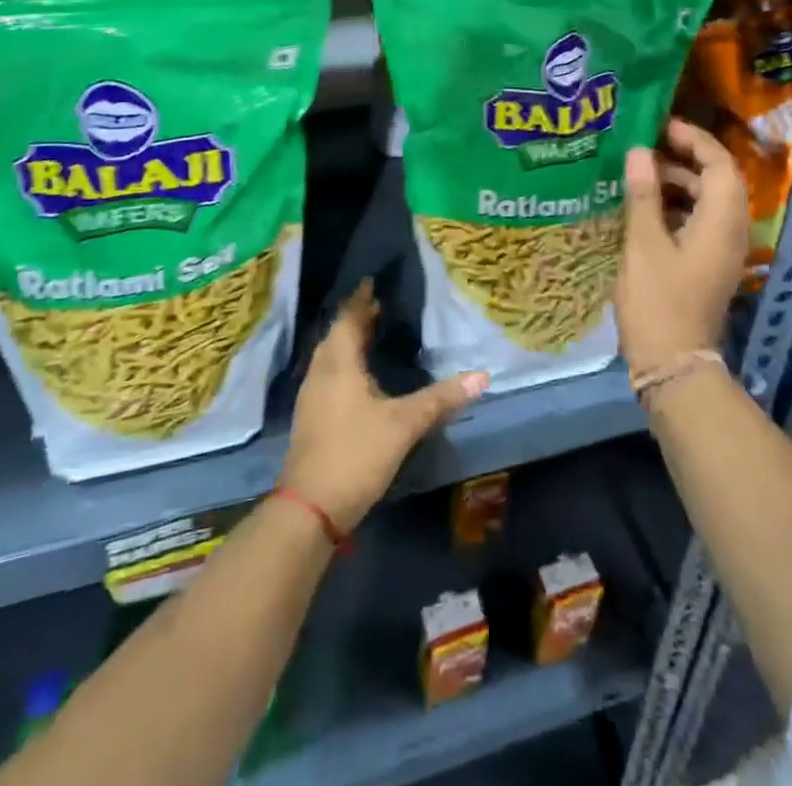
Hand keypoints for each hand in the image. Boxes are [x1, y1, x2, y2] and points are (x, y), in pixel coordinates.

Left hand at [280, 281, 488, 533]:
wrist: (310, 509)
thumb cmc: (356, 453)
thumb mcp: (404, 424)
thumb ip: (441, 398)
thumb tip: (482, 376)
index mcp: (339, 363)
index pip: (348, 319)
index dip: (360, 300)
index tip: (372, 282)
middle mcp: (321, 373)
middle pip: (336, 335)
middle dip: (356, 319)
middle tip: (379, 305)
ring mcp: (312, 397)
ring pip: (330, 357)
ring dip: (348, 341)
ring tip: (371, 334)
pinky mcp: (311, 419)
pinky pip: (328, 375)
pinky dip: (344, 364)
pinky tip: (359, 376)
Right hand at [614, 118, 748, 375]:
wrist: (673, 364)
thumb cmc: (657, 301)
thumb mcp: (643, 244)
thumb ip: (643, 194)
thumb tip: (639, 152)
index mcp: (721, 222)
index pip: (719, 164)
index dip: (694, 140)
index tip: (660, 126)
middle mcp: (730, 231)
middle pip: (717, 180)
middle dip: (684, 157)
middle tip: (645, 145)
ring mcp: (722, 250)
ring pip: (707, 201)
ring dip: (678, 181)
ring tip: (639, 171)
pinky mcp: (708, 263)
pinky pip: (699, 220)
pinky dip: (676, 205)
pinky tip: (644, 205)